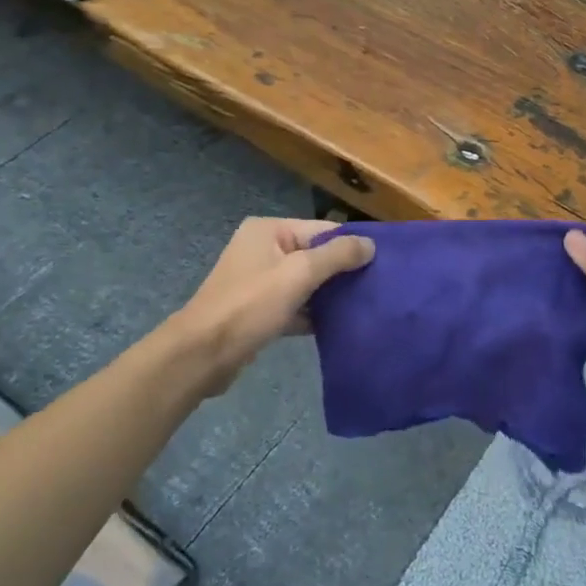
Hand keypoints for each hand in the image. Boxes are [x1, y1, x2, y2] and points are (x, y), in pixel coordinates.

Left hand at [167, 218, 374, 393]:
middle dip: (343, 271)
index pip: (322, 229)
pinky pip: (295, 304)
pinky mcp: (259, 310)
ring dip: (330, 294)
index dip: (352, 244)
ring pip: (306, 282)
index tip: (383, 262)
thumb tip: (371, 244)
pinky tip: (340, 324)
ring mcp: (259, 280)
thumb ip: (337, 256)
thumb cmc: (250, 305)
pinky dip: (314, 312)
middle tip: (378, 286)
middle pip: (315, 255)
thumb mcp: (299, 274)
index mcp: (269, 230)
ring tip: (366, 304)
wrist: (202, 355)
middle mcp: (263, 249)